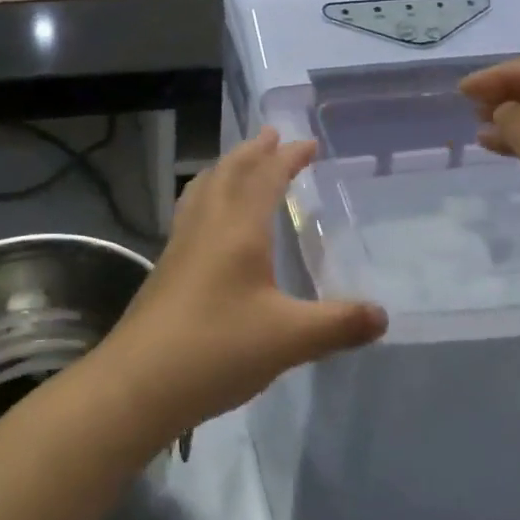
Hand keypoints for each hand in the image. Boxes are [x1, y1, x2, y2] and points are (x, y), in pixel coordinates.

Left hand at [95, 128, 388, 436]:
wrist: (137, 384)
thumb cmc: (216, 349)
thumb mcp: (289, 339)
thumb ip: (338, 324)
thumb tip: (382, 316)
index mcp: (237, 230)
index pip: (264, 178)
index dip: (287, 158)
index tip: (308, 144)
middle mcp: (206, 228)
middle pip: (228, 174)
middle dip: (253, 152)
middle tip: (271, 135)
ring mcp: (179, 247)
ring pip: (203, 191)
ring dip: (225, 170)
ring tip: (237, 164)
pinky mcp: (165, 271)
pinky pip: (190, 215)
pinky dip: (207, 199)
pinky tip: (209, 224)